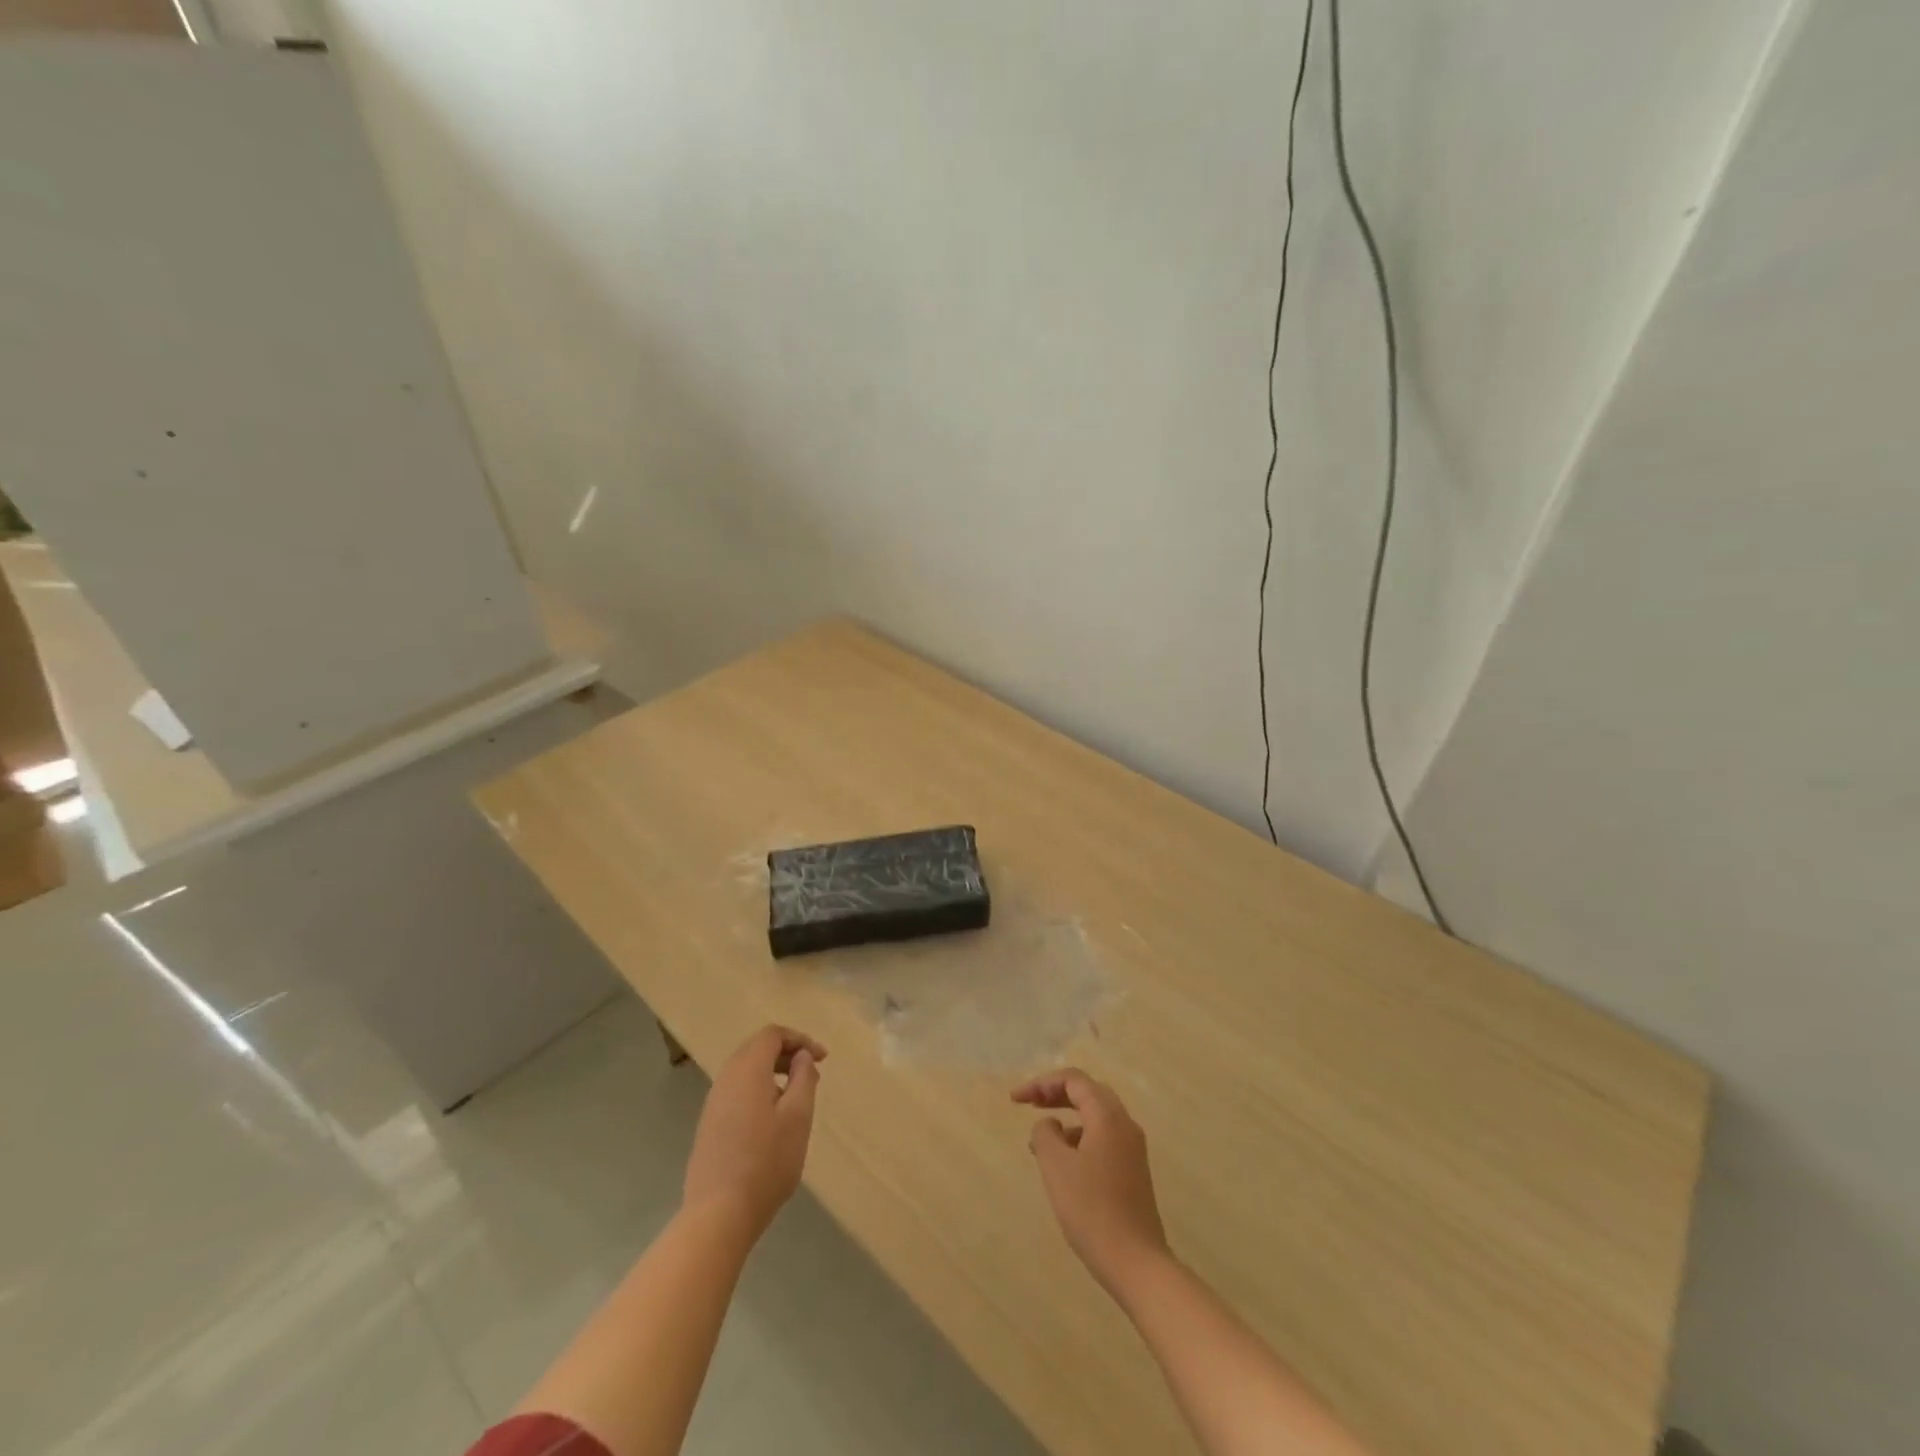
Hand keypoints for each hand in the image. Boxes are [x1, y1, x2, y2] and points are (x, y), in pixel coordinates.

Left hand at [683, 1025, 825, 1236]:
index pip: (772, 1035)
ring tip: (795, 1096)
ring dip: (772, 1073)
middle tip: (810, 1071)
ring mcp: (713, 1104)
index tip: (822, 1058)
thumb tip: (801, 1057)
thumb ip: (803, 1078)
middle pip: (756, 1049)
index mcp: (747, 1070)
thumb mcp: (798, 1116)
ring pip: (745, 1072)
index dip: (799, 1039)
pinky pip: (736, 1092)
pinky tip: (772, 1119)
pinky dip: (758, 1091)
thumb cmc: (766, 1161)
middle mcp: (726, 1079)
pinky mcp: (709, 1127)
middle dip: (786, 1053)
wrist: (718, 1214)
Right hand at [1013, 1068, 1169, 1296]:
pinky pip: (1103, 1138)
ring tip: (1041, 1139)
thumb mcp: (1056, 1166)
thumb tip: (1048, 1124)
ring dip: (1067, 1117)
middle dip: (1056, 1093)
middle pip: (1088, 1092)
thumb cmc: (1091, 1209)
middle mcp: (1124, 1124)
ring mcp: (1132, 1148)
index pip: (1073, 1080)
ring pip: (1096, 1116)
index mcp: (1107, 1116)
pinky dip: (1080, 1138)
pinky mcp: (1133, 1171)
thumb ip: (1045, 1134)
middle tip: (1030, 1104)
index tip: (1015, 1100)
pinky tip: (1064, 1164)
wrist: (1136, 1262)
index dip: (1041, 1083)